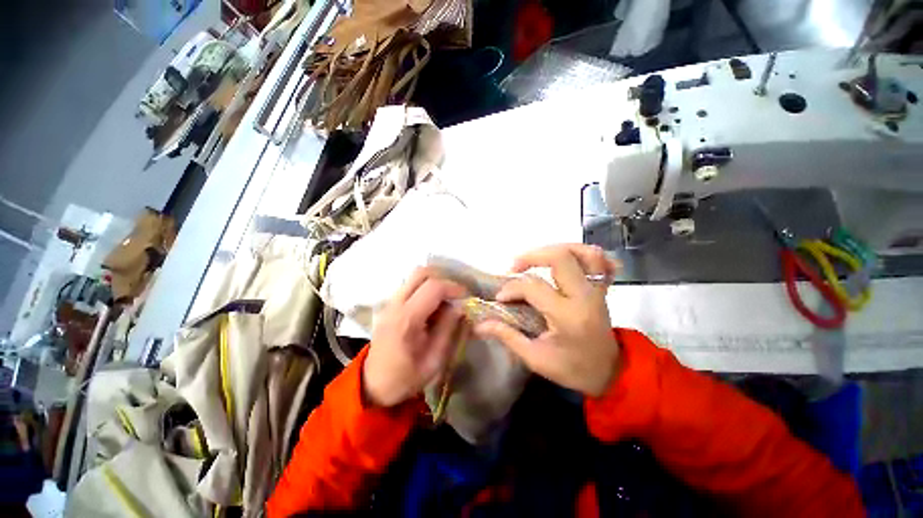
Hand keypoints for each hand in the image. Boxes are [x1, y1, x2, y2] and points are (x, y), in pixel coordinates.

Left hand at [364, 267, 466, 406]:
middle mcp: (395, 304)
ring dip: (434, 282)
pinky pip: (411, 285)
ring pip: (415, 277)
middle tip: (456, 295)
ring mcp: (390, 302)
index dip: (453, 287)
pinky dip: (425, 288)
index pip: (433, 287)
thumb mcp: (434, 360)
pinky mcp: (389, 304)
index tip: (466, 297)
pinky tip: (433, 306)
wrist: (373, 385)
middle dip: (443, 279)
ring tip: (446, 300)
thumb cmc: (405, 378)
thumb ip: (448, 329)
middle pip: (421, 273)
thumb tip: (460, 306)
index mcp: (406, 319)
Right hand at [474, 244, 619, 396]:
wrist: (609, 373)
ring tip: (537, 258)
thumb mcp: (535, 358)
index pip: (533, 286)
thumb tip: (480, 323)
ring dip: (557, 249)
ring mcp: (597, 289)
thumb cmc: (571, 368)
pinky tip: (567, 258)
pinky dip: (583, 253)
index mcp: (567, 315)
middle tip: (514, 267)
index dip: (511, 288)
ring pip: (584, 252)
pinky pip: (600, 261)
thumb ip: (507, 336)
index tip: (501, 298)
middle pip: (560, 257)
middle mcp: (584, 296)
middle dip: (531, 256)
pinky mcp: (602, 288)